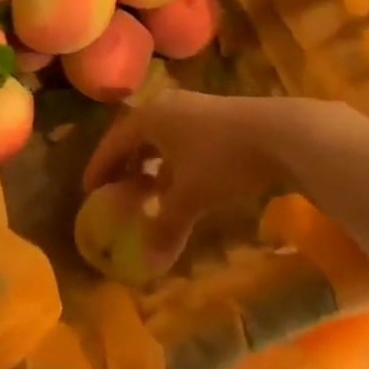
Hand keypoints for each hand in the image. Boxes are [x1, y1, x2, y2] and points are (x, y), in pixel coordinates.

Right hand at [84, 90, 349, 225]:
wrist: (280, 133)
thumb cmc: (221, 160)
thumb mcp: (190, 196)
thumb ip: (165, 226)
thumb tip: (147, 262)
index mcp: (149, 118)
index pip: (113, 142)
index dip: (99, 167)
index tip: (88, 190)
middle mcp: (166, 106)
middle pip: (136, 136)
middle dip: (125, 164)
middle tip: (116, 190)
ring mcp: (193, 108)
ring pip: (162, 137)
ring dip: (152, 164)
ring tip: (150, 190)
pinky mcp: (218, 115)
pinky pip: (182, 138)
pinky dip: (175, 161)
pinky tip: (185, 182)